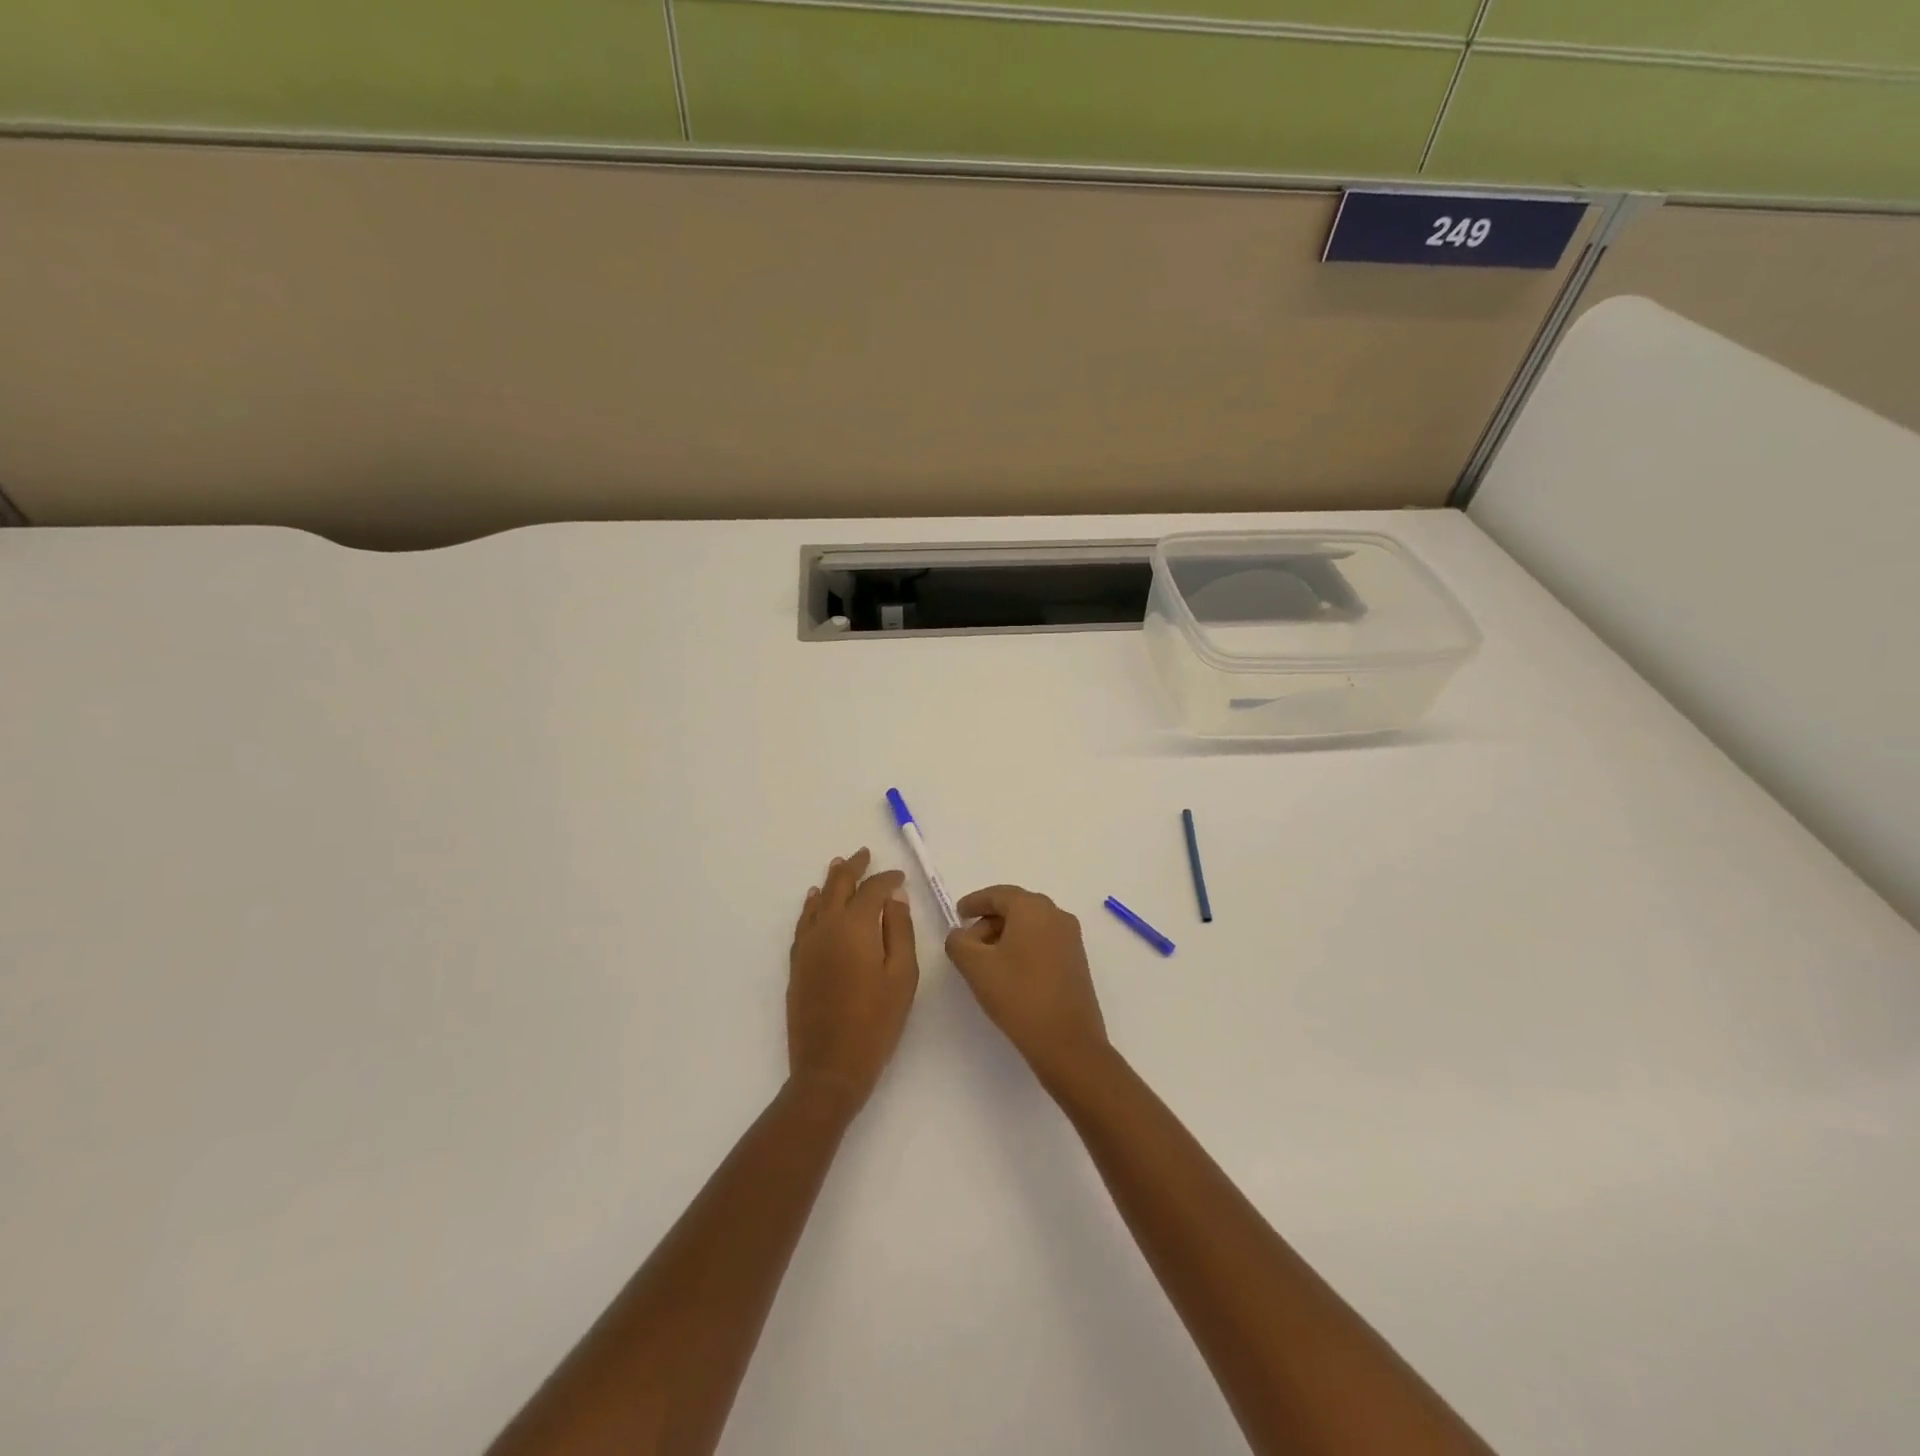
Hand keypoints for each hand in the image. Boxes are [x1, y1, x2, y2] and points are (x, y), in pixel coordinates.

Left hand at [788, 848, 918, 1111]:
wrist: (829, 1066)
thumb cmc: (876, 1022)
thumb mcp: (902, 976)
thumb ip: (900, 931)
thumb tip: (895, 898)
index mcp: (856, 926)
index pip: (873, 890)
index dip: (887, 879)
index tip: (901, 877)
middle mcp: (827, 927)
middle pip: (839, 886)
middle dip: (853, 868)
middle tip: (864, 853)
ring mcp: (808, 944)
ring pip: (818, 900)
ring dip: (831, 881)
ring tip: (839, 865)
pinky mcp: (798, 963)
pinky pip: (804, 921)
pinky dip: (811, 905)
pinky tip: (814, 900)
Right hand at [945, 885, 1109, 1085]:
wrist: (1068, 1042)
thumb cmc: (1018, 996)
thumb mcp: (976, 967)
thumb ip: (959, 942)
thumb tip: (961, 934)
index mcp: (1033, 908)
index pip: (998, 894)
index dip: (975, 902)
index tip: (958, 913)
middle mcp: (1056, 915)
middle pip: (1016, 907)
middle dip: (989, 920)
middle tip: (968, 942)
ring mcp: (1071, 938)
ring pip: (1031, 924)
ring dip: (1006, 935)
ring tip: (986, 960)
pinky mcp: (1076, 960)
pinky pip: (1044, 940)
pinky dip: (1023, 946)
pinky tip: (1010, 971)